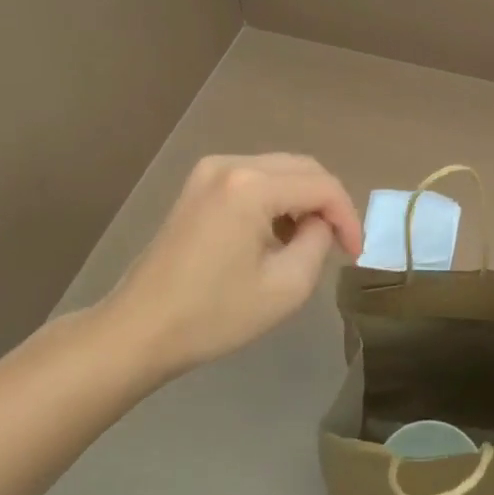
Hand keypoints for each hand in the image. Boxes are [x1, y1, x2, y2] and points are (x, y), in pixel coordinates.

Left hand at [95, 154, 361, 377]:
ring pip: (280, 170)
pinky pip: (254, 178)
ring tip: (307, 243)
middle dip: (327, 204)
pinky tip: (274, 235)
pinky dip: (276, 200)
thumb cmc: (213, 315)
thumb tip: (320, 223)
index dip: (348, 216)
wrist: (139, 330)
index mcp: (251, 186)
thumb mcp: (286, 286)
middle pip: (303, 168)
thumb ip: (319, 242)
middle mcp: (231, 164)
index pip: (322, 186)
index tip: (355, 253)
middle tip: (339, 244)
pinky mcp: (198, 185)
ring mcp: (209, 171)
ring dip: (302, 201)